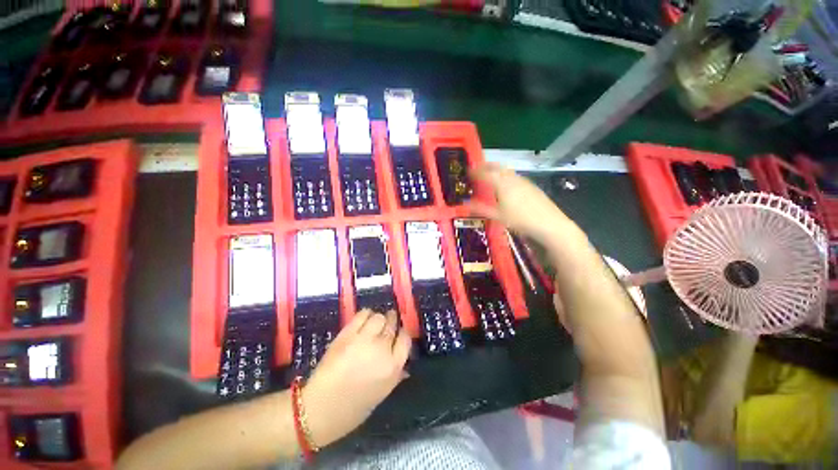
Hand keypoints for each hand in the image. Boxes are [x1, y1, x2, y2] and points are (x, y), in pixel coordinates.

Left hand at [302, 309, 410, 446]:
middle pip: (392, 325)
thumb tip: (403, 366)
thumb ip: (394, 376)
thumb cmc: (353, 409)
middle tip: (388, 322)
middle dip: (392, 321)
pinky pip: (362, 315)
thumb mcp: (381, 395)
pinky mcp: (348, 334)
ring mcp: (364, 340)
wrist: (320, 410)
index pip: (405, 339)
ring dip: (378, 319)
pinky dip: (365, 315)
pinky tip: (363, 320)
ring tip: (374, 323)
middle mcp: (382, 350)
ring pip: (379, 317)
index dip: (402, 333)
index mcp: (393, 367)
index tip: (398, 334)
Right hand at [469, 163, 583, 245]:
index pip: (485, 173)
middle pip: (497, 167)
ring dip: (496, 171)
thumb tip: (465, 203)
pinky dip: (505, 176)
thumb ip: (480, 208)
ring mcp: (523, 181)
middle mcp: (512, 178)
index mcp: (502, 184)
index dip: (475, 171)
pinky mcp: (531, 185)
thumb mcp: (498, 216)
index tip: (467, 171)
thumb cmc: (520, 220)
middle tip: (477, 170)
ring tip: (490, 177)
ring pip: (507, 171)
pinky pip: (514, 176)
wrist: (549, 223)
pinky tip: (506, 186)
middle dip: (486, 166)